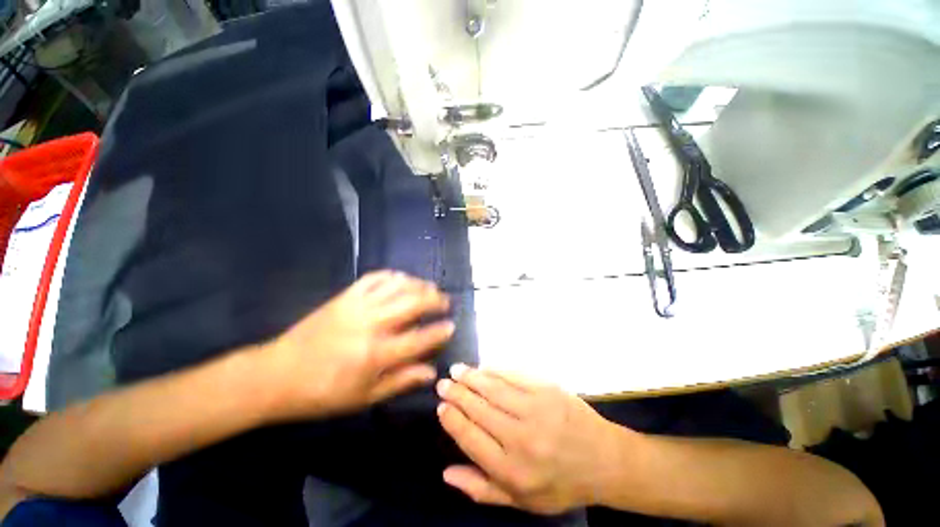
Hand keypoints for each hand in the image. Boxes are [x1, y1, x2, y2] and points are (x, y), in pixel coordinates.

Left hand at [260, 271, 453, 420]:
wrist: (278, 374)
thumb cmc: (324, 392)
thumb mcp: (365, 397)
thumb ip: (401, 381)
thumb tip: (431, 372)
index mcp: (376, 354)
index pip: (419, 339)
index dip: (439, 331)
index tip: (451, 326)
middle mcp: (371, 325)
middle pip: (413, 304)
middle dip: (435, 300)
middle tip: (445, 301)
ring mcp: (357, 306)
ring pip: (397, 286)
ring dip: (418, 284)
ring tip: (429, 288)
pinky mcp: (345, 296)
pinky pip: (374, 278)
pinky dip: (392, 275)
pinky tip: (401, 278)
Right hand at [436, 365, 626, 514]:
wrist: (604, 460)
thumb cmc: (560, 484)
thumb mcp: (522, 502)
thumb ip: (481, 489)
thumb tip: (446, 473)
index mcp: (511, 470)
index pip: (470, 437)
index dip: (452, 419)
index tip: (441, 406)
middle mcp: (520, 437)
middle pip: (479, 408)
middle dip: (457, 393)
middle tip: (444, 383)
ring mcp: (535, 409)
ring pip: (494, 388)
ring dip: (472, 376)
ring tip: (457, 370)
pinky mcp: (547, 389)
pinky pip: (514, 375)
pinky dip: (496, 369)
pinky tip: (484, 367)